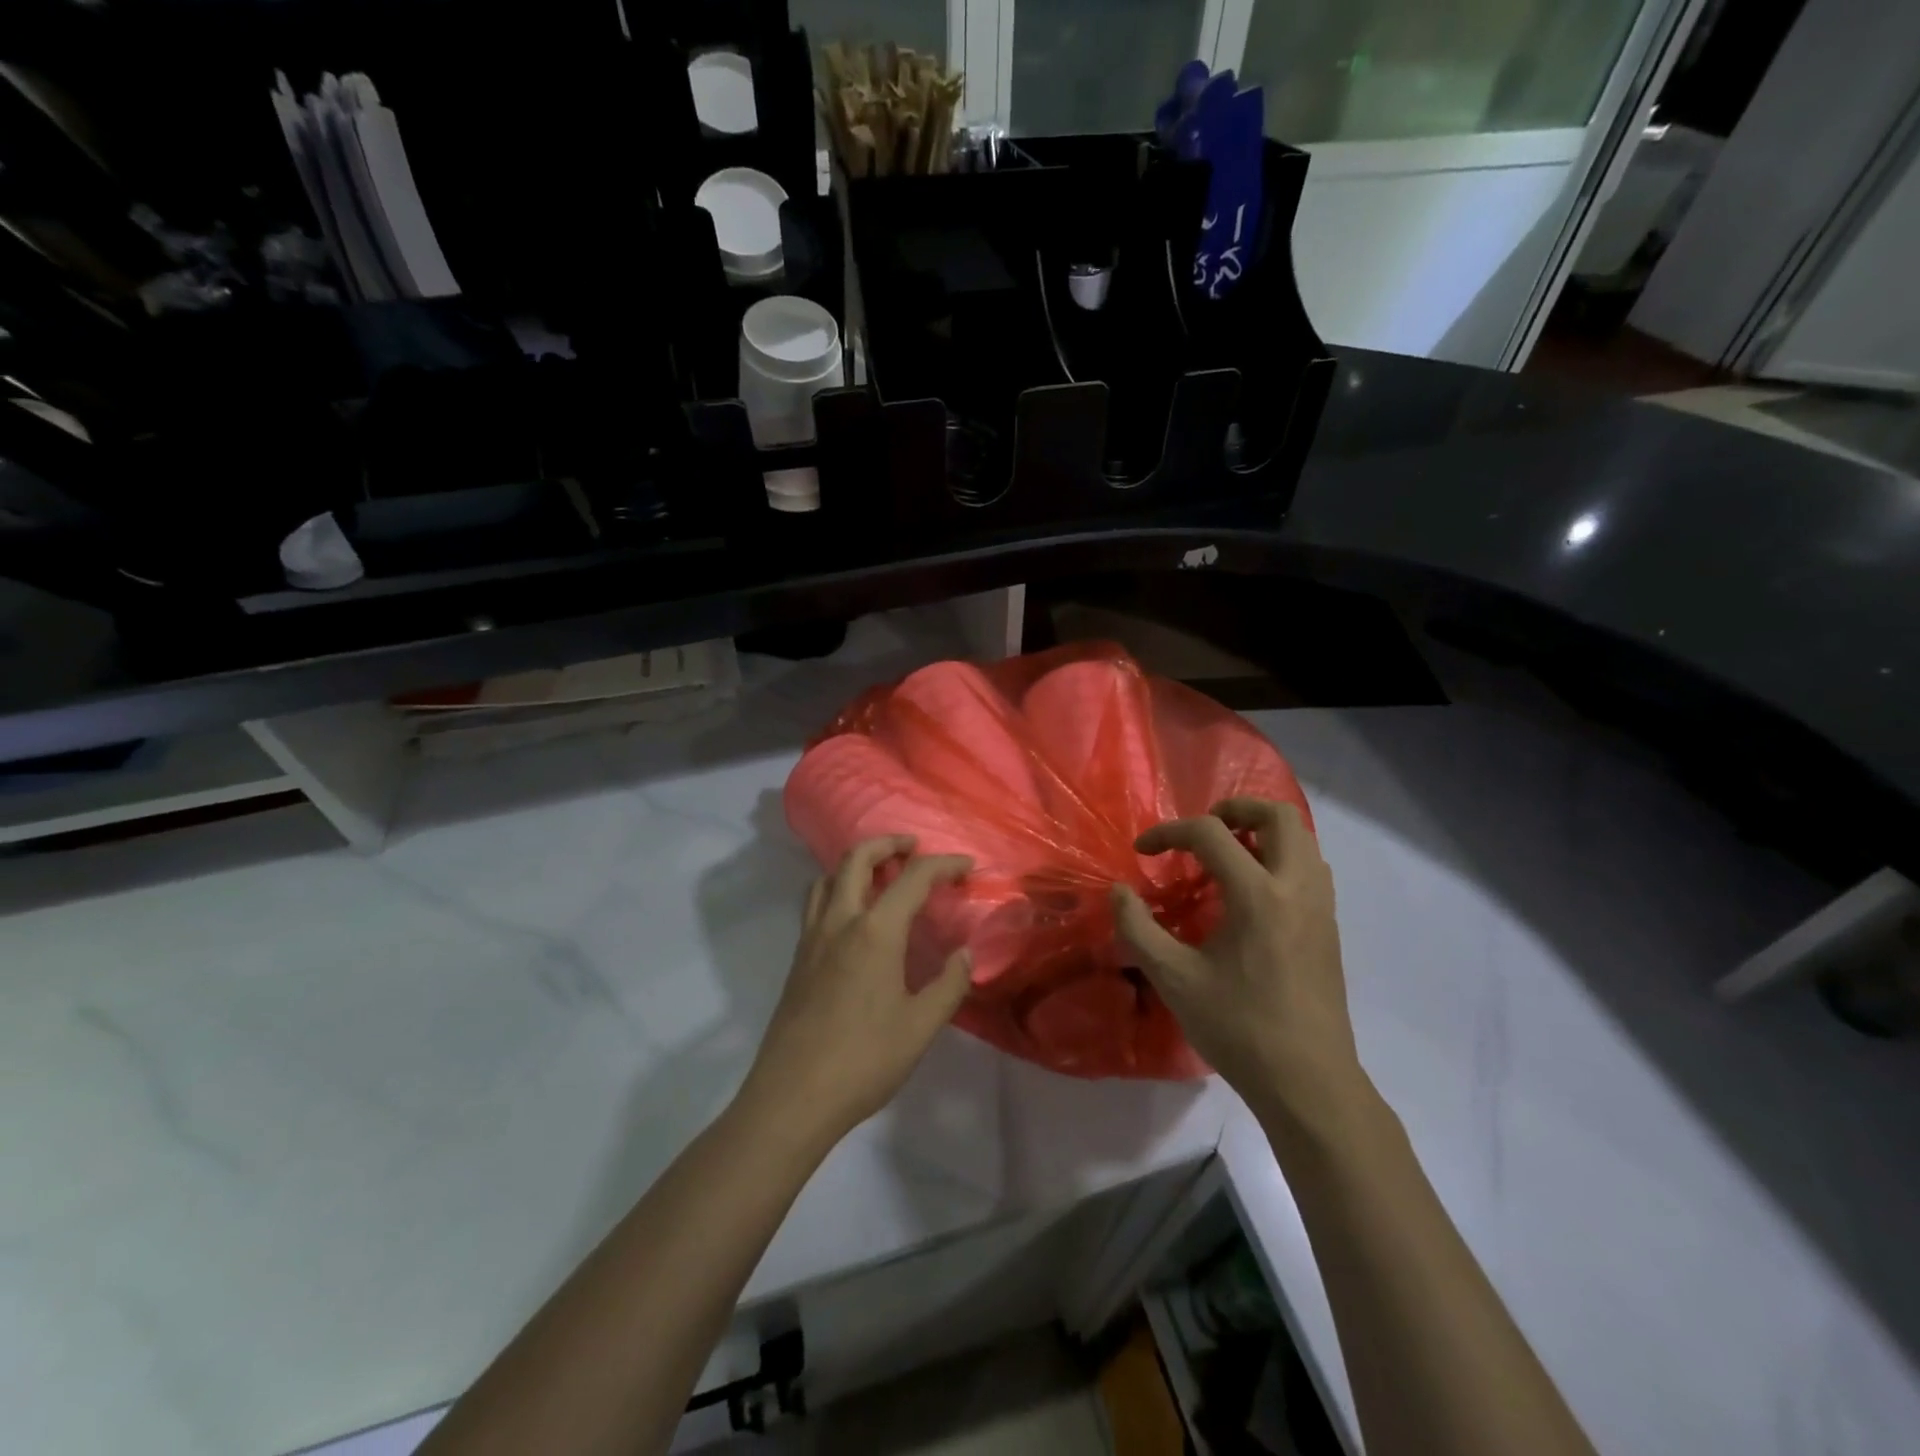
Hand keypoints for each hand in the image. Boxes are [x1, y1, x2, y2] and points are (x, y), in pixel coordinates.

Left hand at [741, 836, 973, 1150]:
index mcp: (875, 932)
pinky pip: (816, 903)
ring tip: (881, 874)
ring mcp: (812, 939)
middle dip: (887, 842)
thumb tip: (965, 954)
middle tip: (913, 847)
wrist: (792, 1097)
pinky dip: (837, 887)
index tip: (967, 865)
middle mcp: (839, 922)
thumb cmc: (863, 1061)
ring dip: (856, 862)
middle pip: (857, 859)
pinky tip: (853, 916)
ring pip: (828, 877)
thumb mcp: (920, 1027)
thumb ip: (949, 985)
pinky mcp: (798, 959)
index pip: (913, 878)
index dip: (944, 864)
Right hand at [1112, 799, 1365, 1129]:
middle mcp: (1296, 887)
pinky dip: (1281, 857)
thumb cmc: (1238, 1027)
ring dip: (1262, 832)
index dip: (1169, 832)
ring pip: (1301, 838)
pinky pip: (1309, 867)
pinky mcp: (1329, 927)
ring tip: (1226, 856)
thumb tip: (1118, 892)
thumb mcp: (1173, 978)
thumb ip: (1138, 928)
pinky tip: (1252, 892)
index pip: (1210, 833)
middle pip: (1277, 814)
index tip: (1143, 851)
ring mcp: (1320, 906)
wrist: (1308, 1082)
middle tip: (1201, 832)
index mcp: (1257, 894)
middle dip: (1234, 809)